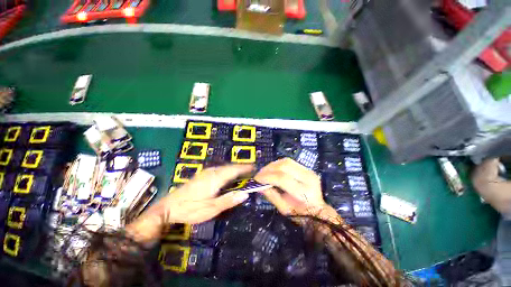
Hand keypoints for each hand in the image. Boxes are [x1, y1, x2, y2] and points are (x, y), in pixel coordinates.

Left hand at [127, 164, 252, 242]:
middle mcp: (212, 172)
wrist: (169, 207)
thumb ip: (229, 200)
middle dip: (242, 168)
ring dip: (235, 169)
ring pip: (225, 167)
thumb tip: (246, 194)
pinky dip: (228, 171)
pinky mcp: (203, 175)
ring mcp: (206, 172)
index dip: (245, 168)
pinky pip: (220, 170)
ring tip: (244, 173)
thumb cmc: (191, 209)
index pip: (234, 170)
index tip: (255, 167)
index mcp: (216, 178)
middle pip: (230, 167)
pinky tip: (229, 176)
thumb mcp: (211, 209)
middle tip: (252, 171)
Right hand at [254, 158, 338, 222]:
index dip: (267, 177)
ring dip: (273, 165)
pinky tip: (273, 169)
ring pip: (287, 161)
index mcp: (304, 192)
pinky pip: (290, 162)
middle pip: (284, 166)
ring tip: (264, 171)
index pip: (282, 178)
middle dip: (269, 168)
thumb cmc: (301, 214)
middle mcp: (308, 178)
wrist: (318, 210)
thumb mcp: (284, 209)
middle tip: (259, 174)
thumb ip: (271, 195)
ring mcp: (309, 171)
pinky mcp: (307, 168)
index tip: (256, 179)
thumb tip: (258, 186)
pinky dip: (278, 164)